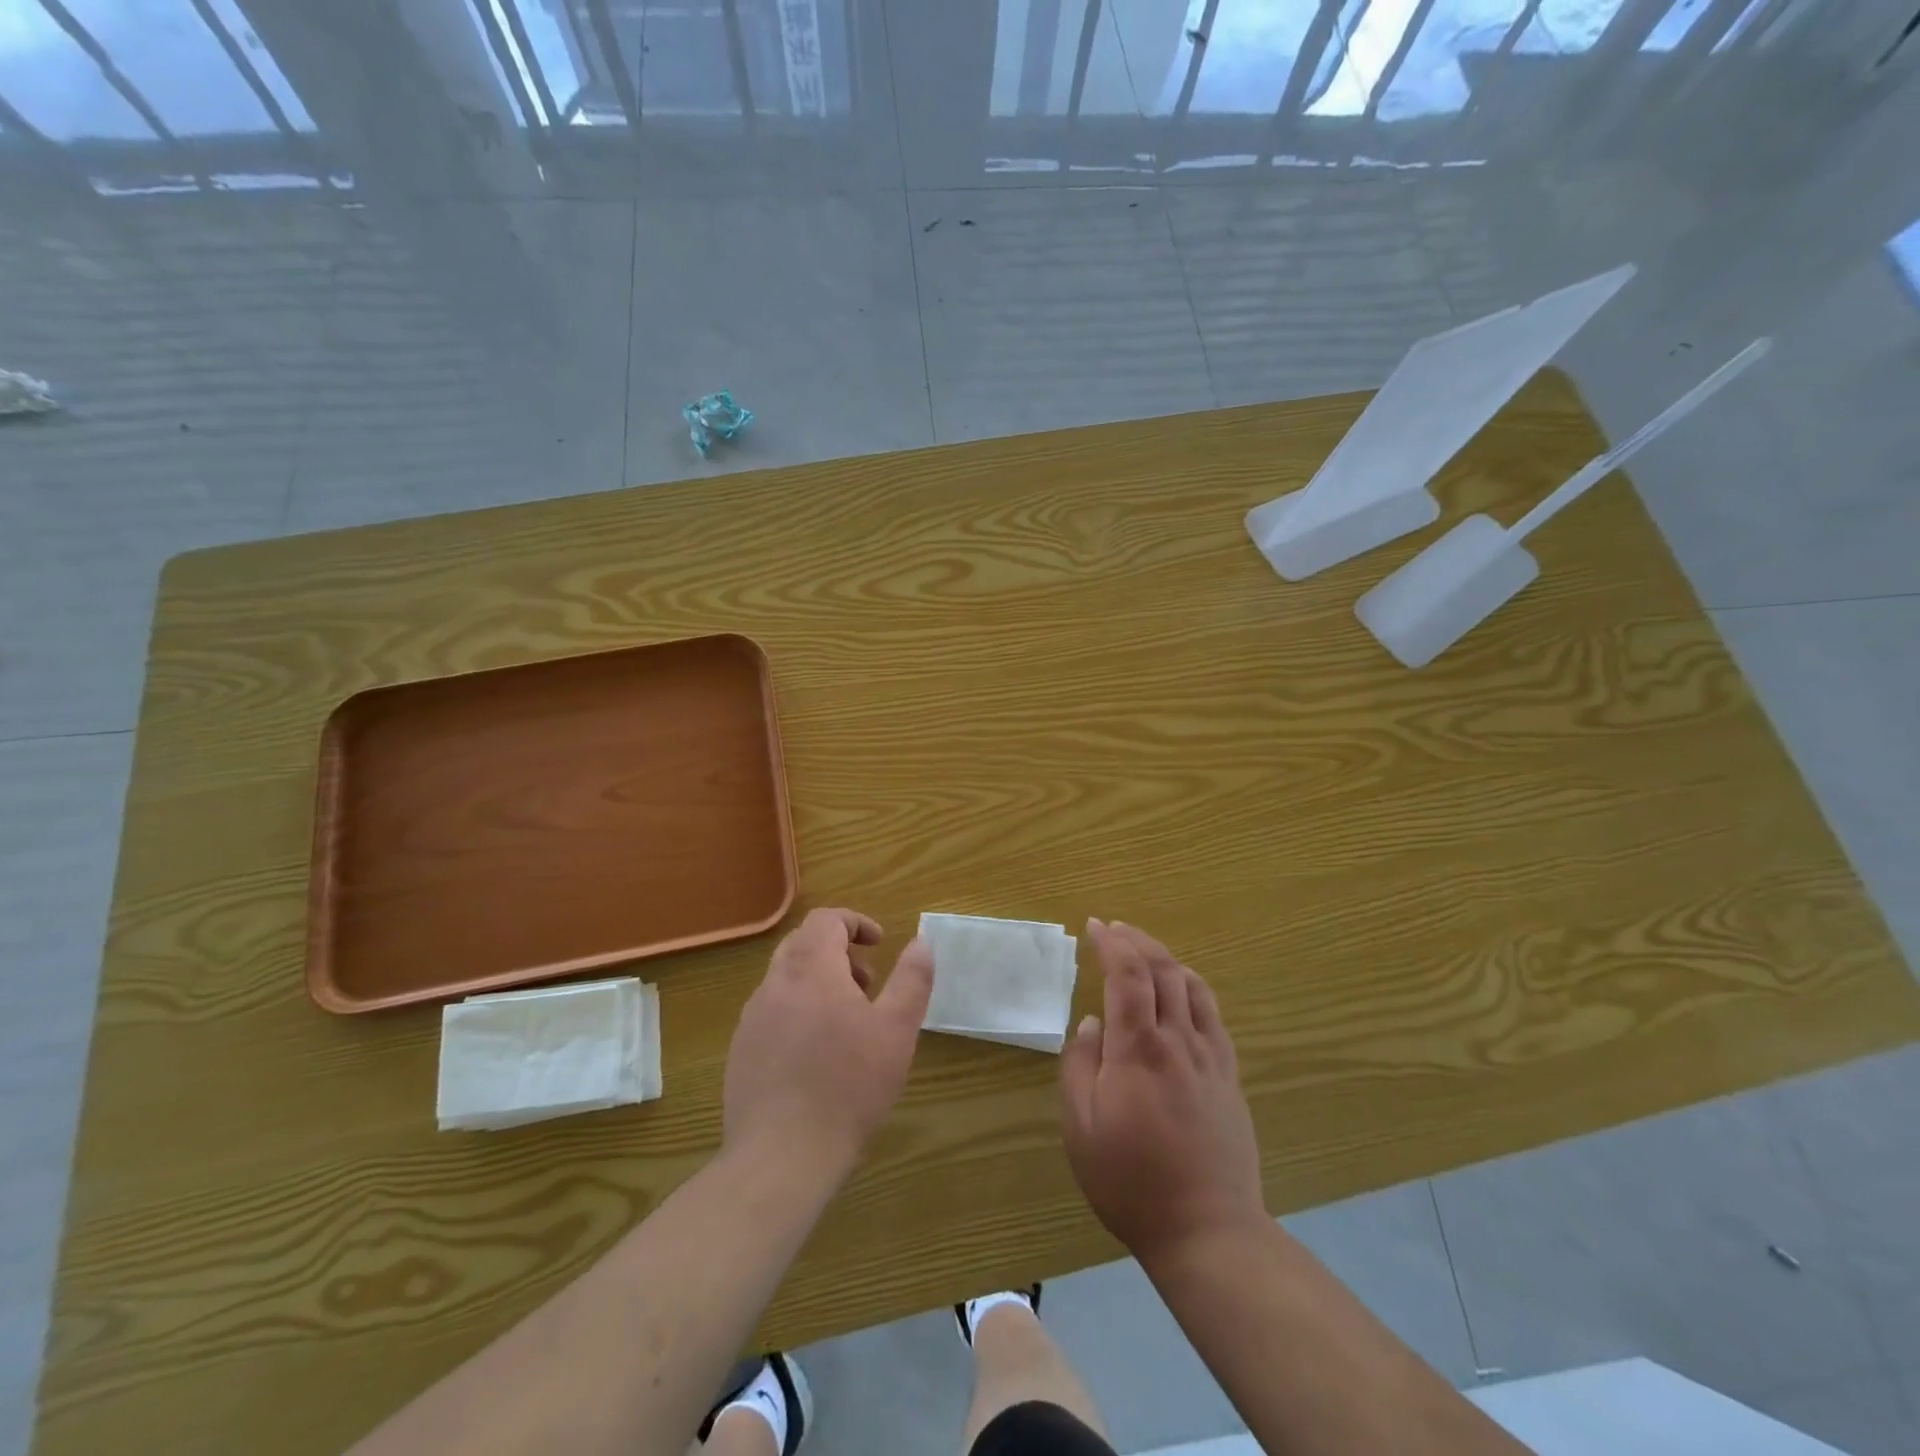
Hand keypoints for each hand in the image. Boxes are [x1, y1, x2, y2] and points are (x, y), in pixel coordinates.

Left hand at [723, 908, 933, 1171]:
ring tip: (847, 1023)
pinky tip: (816, 1055)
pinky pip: (771, 1012)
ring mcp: (752, 1018)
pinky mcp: (741, 1051)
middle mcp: (775, 984)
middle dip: (838, 952)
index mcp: (811, 969)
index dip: (855, 923)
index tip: (879, 944)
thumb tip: (921, 942)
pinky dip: (797, 1011)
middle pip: (802, 944)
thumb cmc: (849, 1086)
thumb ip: (911, 979)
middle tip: (867, 984)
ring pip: (785, 979)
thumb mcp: (896, 1030)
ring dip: (818, 983)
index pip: (825, 919)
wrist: (782, 1156)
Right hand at [1061, 919, 1265, 1265]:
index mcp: (1138, 1050)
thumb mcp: (1081, 1128)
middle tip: (1114, 929)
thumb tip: (1093, 1023)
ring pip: (1192, 985)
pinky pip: (1213, 1014)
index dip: (1112, 942)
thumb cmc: (1130, 1181)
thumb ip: (1080, 1065)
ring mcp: (1209, 1057)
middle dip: (1137, 939)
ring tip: (1143, 951)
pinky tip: (1182, 989)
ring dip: (1165, 957)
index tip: (1094, 927)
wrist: (1207, 1231)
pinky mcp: (1228, 1075)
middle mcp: (1178, 1041)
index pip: (1128, 974)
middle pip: (1164, 969)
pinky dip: (1193, 986)